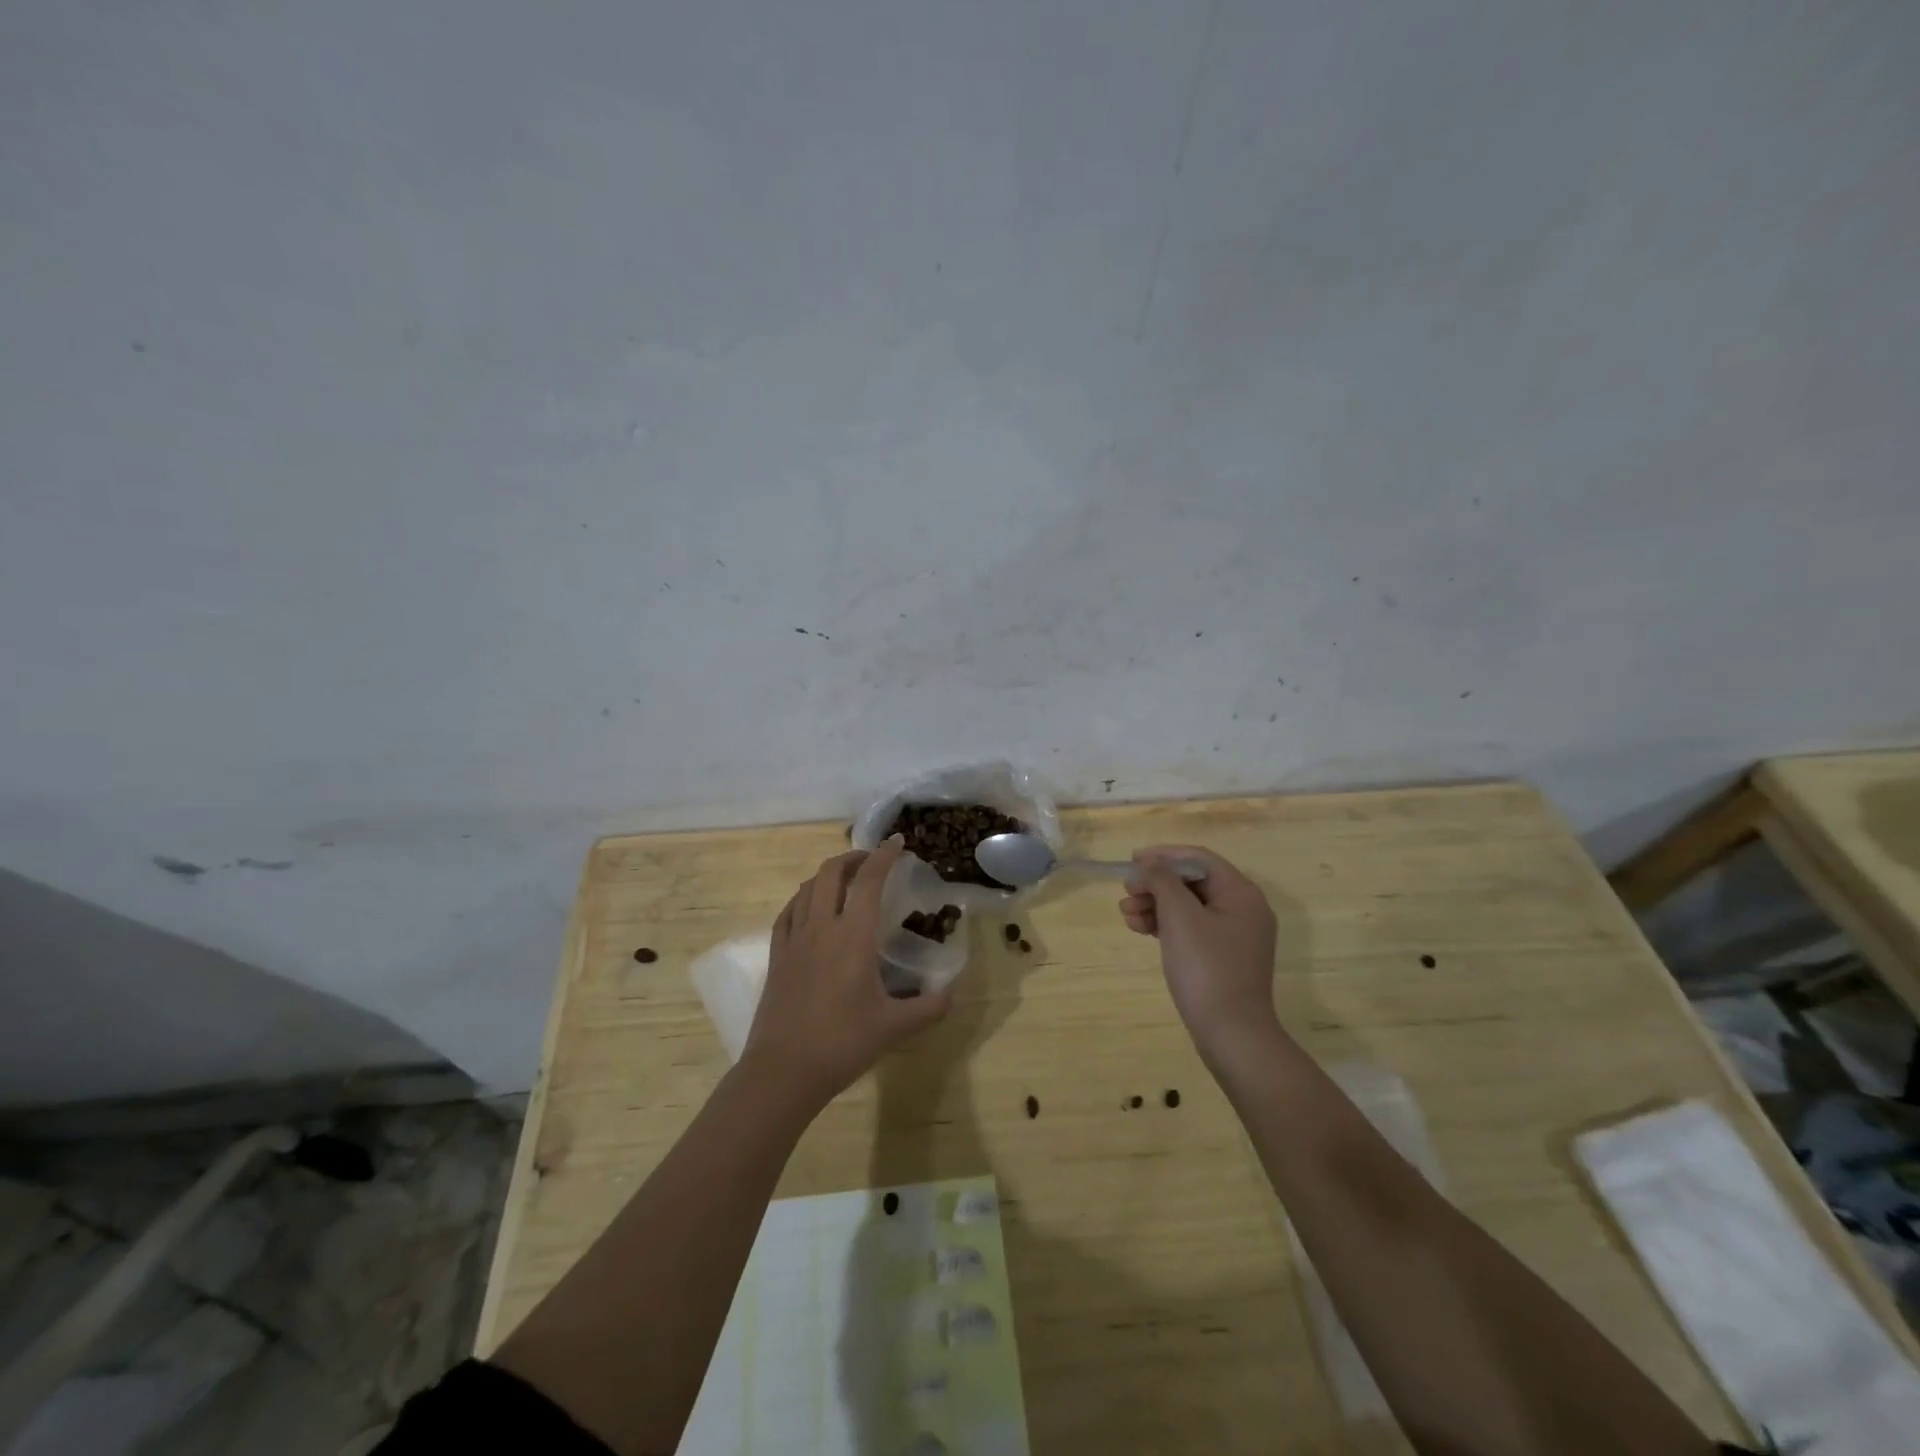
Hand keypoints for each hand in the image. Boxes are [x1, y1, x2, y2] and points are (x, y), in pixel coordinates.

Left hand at [743, 838, 951, 1105]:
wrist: (783, 1072)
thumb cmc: (842, 1044)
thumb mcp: (894, 1027)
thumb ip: (930, 1007)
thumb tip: (952, 991)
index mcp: (853, 937)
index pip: (869, 881)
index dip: (884, 856)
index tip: (897, 842)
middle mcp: (821, 927)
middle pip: (831, 873)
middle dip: (853, 858)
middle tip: (872, 861)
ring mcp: (794, 940)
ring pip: (807, 888)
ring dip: (828, 875)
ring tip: (845, 881)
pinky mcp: (777, 956)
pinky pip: (788, 912)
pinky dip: (803, 898)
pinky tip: (810, 907)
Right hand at [1120, 845, 1280, 1067]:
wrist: (1231, 1034)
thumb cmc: (1206, 968)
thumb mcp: (1180, 917)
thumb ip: (1161, 881)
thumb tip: (1147, 866)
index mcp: (1241, 893)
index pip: (1199, 859)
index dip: (1163, 855)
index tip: (1131, 862)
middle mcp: (1243, 909)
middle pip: (1192, 882)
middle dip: (1155, 884)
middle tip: (1126, 893)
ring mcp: (1234, 935)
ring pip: (1188, 906)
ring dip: (1155, 905)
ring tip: (1126, 915)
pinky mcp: (1222, 957)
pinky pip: (1191, 928)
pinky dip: (1165, 925)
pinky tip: (1141, 930)